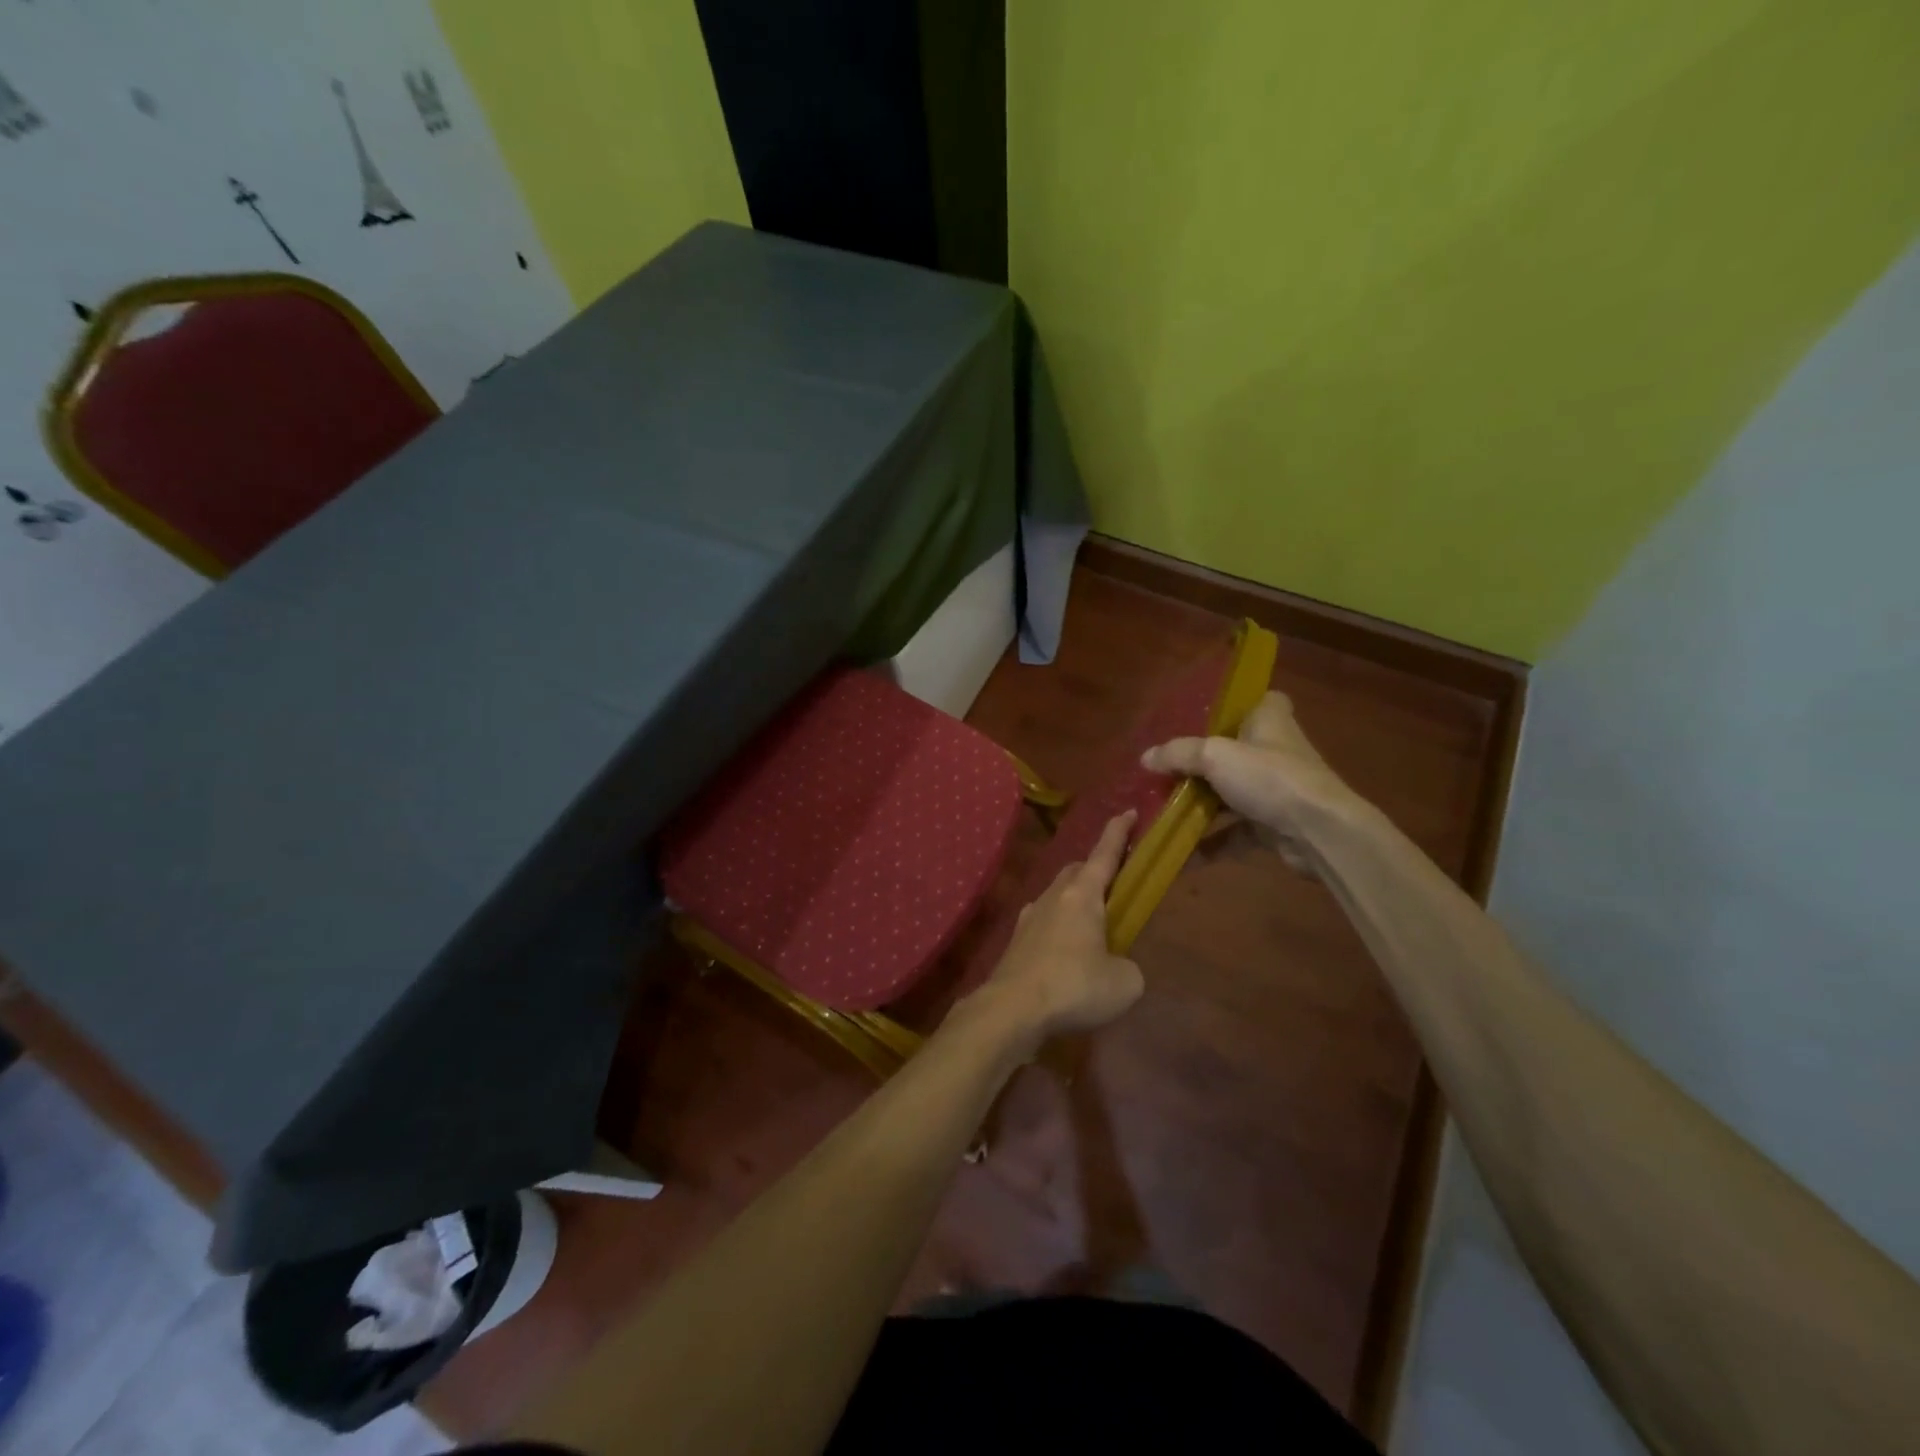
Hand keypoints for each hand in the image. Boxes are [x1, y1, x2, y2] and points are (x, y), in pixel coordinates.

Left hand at [968, 810, 1144, 1053]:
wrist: (1012, 1009)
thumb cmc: (1074, 986)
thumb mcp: (1124, 982)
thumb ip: (1127, 966)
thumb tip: (1116, 966)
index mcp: (1083, 895)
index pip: (1105, 854)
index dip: (1118, 832)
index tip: (1128, 812)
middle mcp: (1053, 897)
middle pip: (1076, 872)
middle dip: (1095, 870)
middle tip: (1113, 882)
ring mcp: (1029, 917)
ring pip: (1057, 896)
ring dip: (1075, 902)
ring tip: (1092, 924)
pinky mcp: (1016, 942)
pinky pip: (1043, 923)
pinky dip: (1058, 928)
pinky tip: (1064, 951)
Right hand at [1141, 690, 1368, 869]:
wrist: (1319, 833)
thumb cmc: (1270, 778)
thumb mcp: (1214, 757)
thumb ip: (1178, 754)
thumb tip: (1145, 758)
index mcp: (1269, 721)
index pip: (1260, 701)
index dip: (1237, 705)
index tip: (1205, 715)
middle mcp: (1274, 751)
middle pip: (1234, 750)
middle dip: (1201, 762)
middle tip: (1165, 768)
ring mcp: (1275, 791)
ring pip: (1230, 793)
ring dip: (1200, 804)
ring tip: (1161, 809)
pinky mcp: (1273, 825)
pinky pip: (1233, 832)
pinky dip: (1209, 843)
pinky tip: (1178, 854)